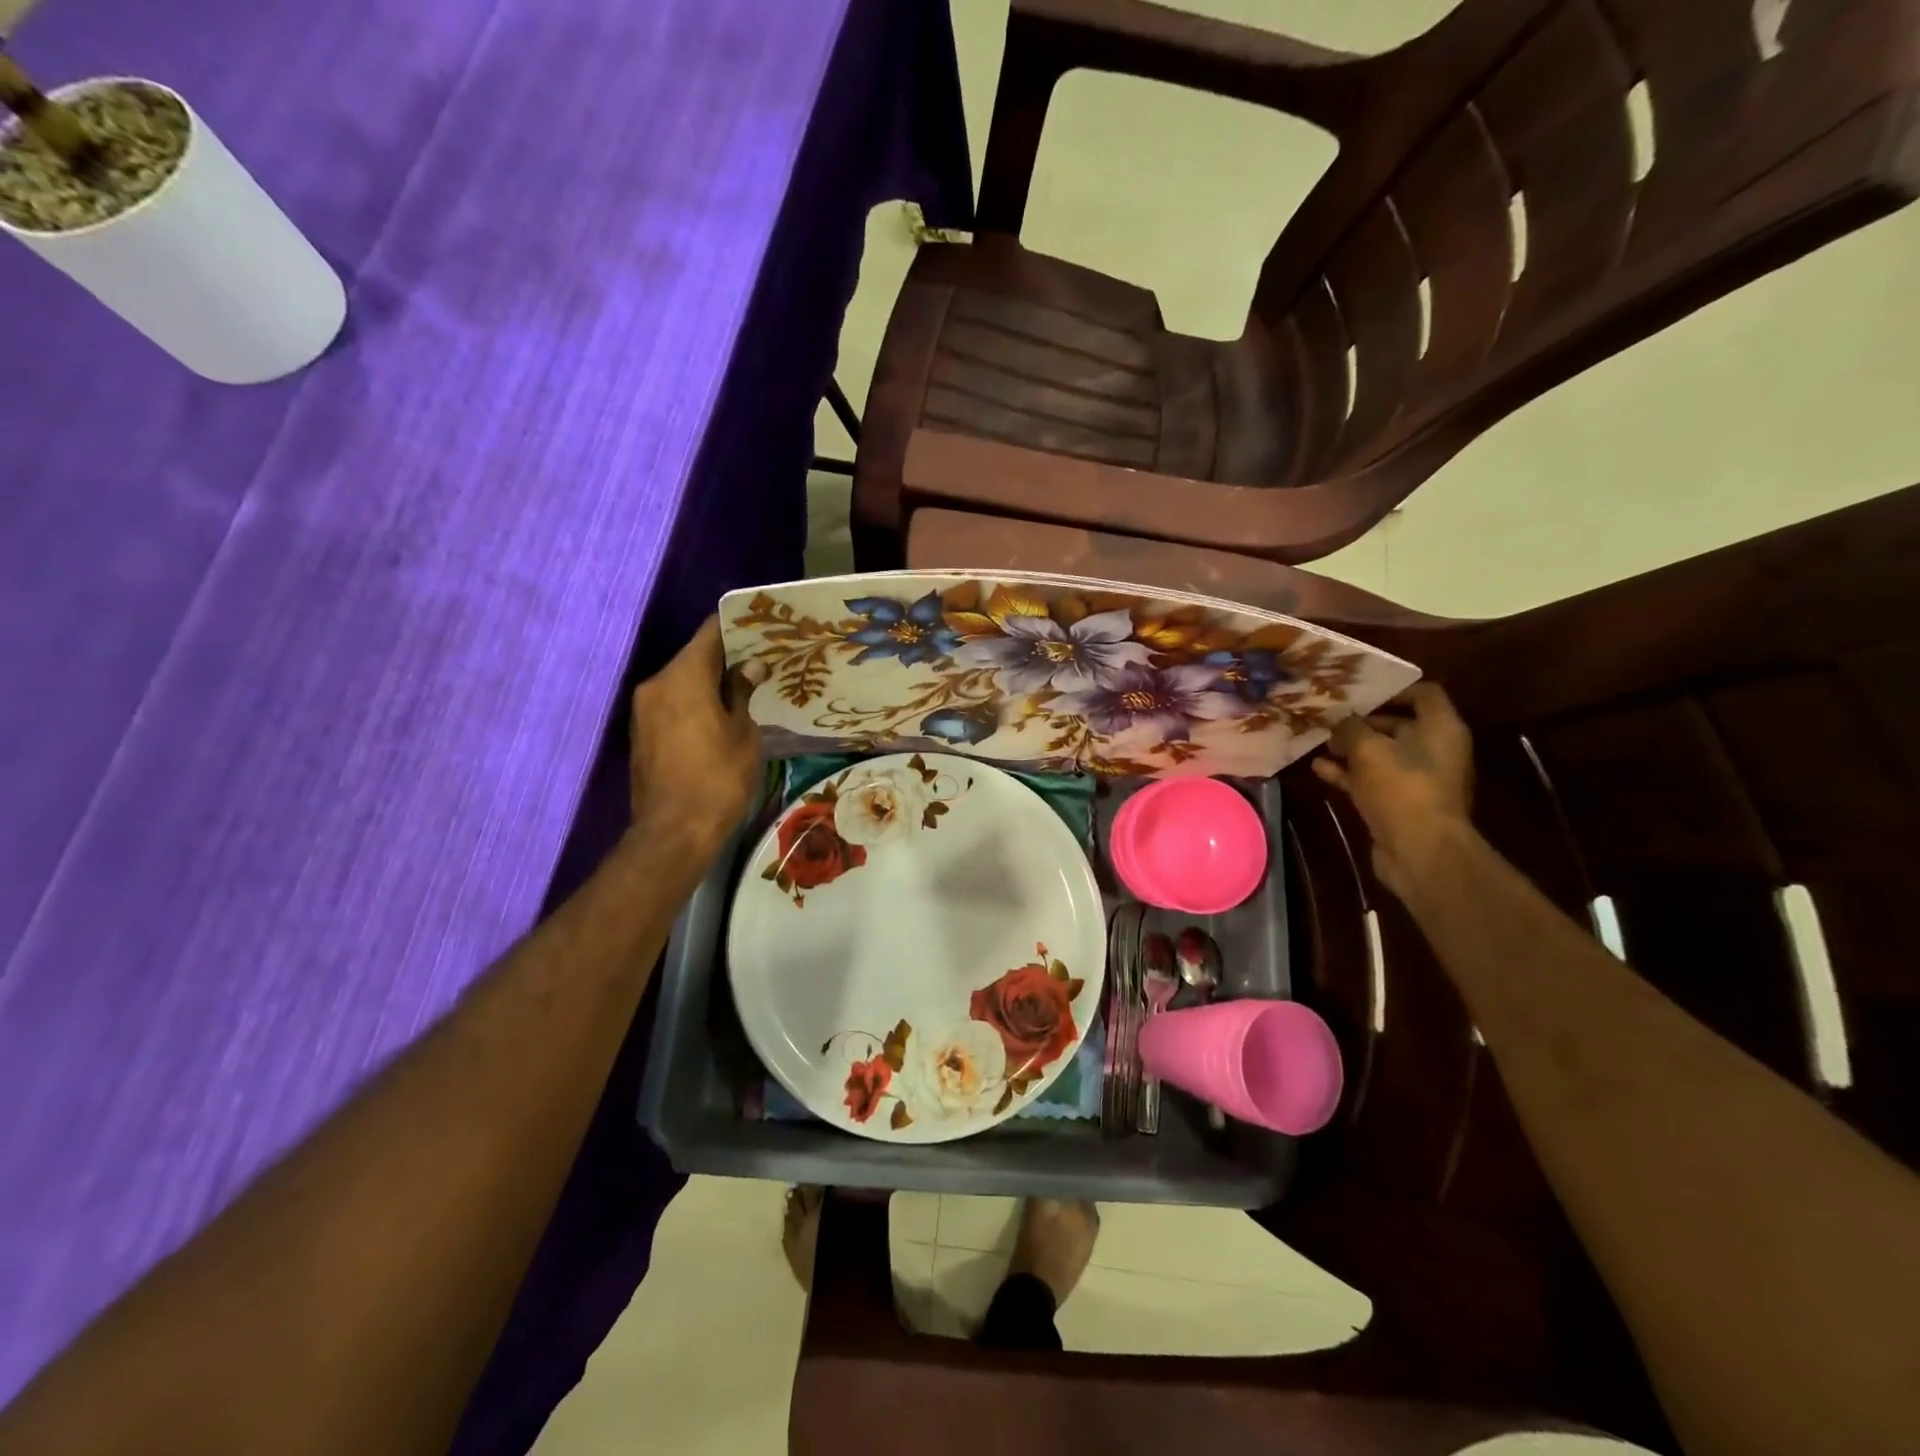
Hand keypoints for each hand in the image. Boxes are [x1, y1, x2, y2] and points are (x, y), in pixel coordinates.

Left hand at [626, 617, 762, 861]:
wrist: (674, 832)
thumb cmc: (719, 779)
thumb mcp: (743, 733)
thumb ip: (742, 693)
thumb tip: (750, 666)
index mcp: (683, 677)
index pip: (710, 633)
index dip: (738, 627)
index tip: (763, 628)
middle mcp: (657, 684)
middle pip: (694, 656)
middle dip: (726, 657)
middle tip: (761, 661)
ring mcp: (644, 710)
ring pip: (682, 680)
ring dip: (710, 682)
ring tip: (744, 688)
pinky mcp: (641, 733)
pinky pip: (672, 703)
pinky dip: (695, 702)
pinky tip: (720, 714)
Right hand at [1312, 682, 1472, 898]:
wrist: (1419, 850)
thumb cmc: (1401, 788)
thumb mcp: (1368, 749)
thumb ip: (1350, 729)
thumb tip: (1339, 720)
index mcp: (1440, 729)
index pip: (1424, 694)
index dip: (1392, 689)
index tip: (1359, 691)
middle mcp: (1434, 750)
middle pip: (1399, 724)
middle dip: (1363, 721)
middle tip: (1330, 716)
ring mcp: (1416, 779)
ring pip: (1381, 754)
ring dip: (1351, 748)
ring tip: (1319, 740)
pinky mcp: (1399, 803)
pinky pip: (1371, 780)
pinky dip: (1348, 774)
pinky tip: (1318, 769)